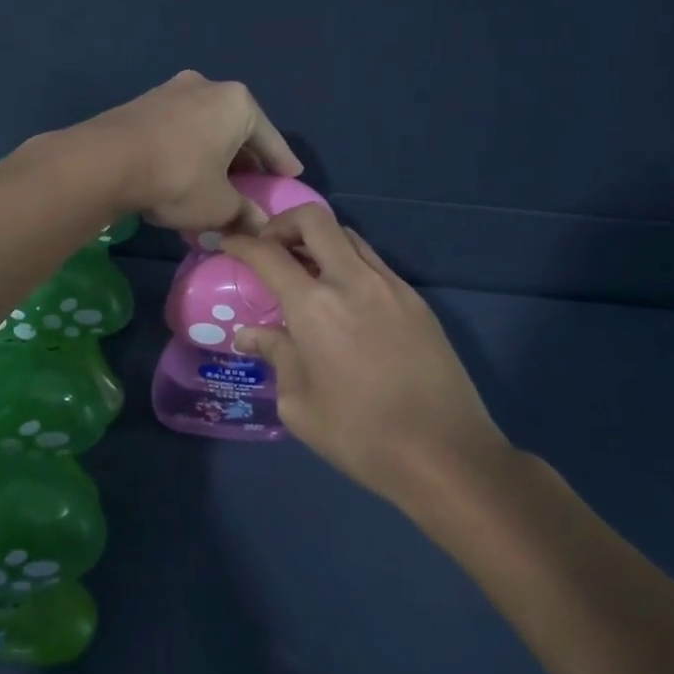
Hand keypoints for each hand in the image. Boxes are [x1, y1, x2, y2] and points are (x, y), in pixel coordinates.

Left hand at [65, 71, 303, 235]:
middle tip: (254, 179)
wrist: (106, 161)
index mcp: (237, 103)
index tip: (291, 175)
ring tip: (218, 175)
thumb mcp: (219, 205)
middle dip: (246, 155)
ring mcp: (171, 90)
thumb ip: (245, 214)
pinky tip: (185, 167)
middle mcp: (207, 86)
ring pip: (205, 124)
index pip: (270, 138)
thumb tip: (261, 228)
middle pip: (237, 126)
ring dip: (214, 149)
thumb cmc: (178, 178)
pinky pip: (179, 126)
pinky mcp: (142, 102)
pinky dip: (189, 146)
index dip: (281, 162)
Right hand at [222, 205, 508, 508]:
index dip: (242, 242)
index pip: (268, 254)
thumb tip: (250, 334)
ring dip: (319, 241)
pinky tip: (343, 300)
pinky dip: (348, 264)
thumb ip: (275, 355)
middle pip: (315, 219)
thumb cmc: (360, 436)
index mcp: (315, 307)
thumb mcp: (299, 405)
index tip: (228, 242)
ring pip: (348, 236)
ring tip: (305, 273)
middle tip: (271, 248)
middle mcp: (352, 281)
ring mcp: (391, 286)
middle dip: (284, 223)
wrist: (445, 454)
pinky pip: (374, 263)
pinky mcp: (416, 300)